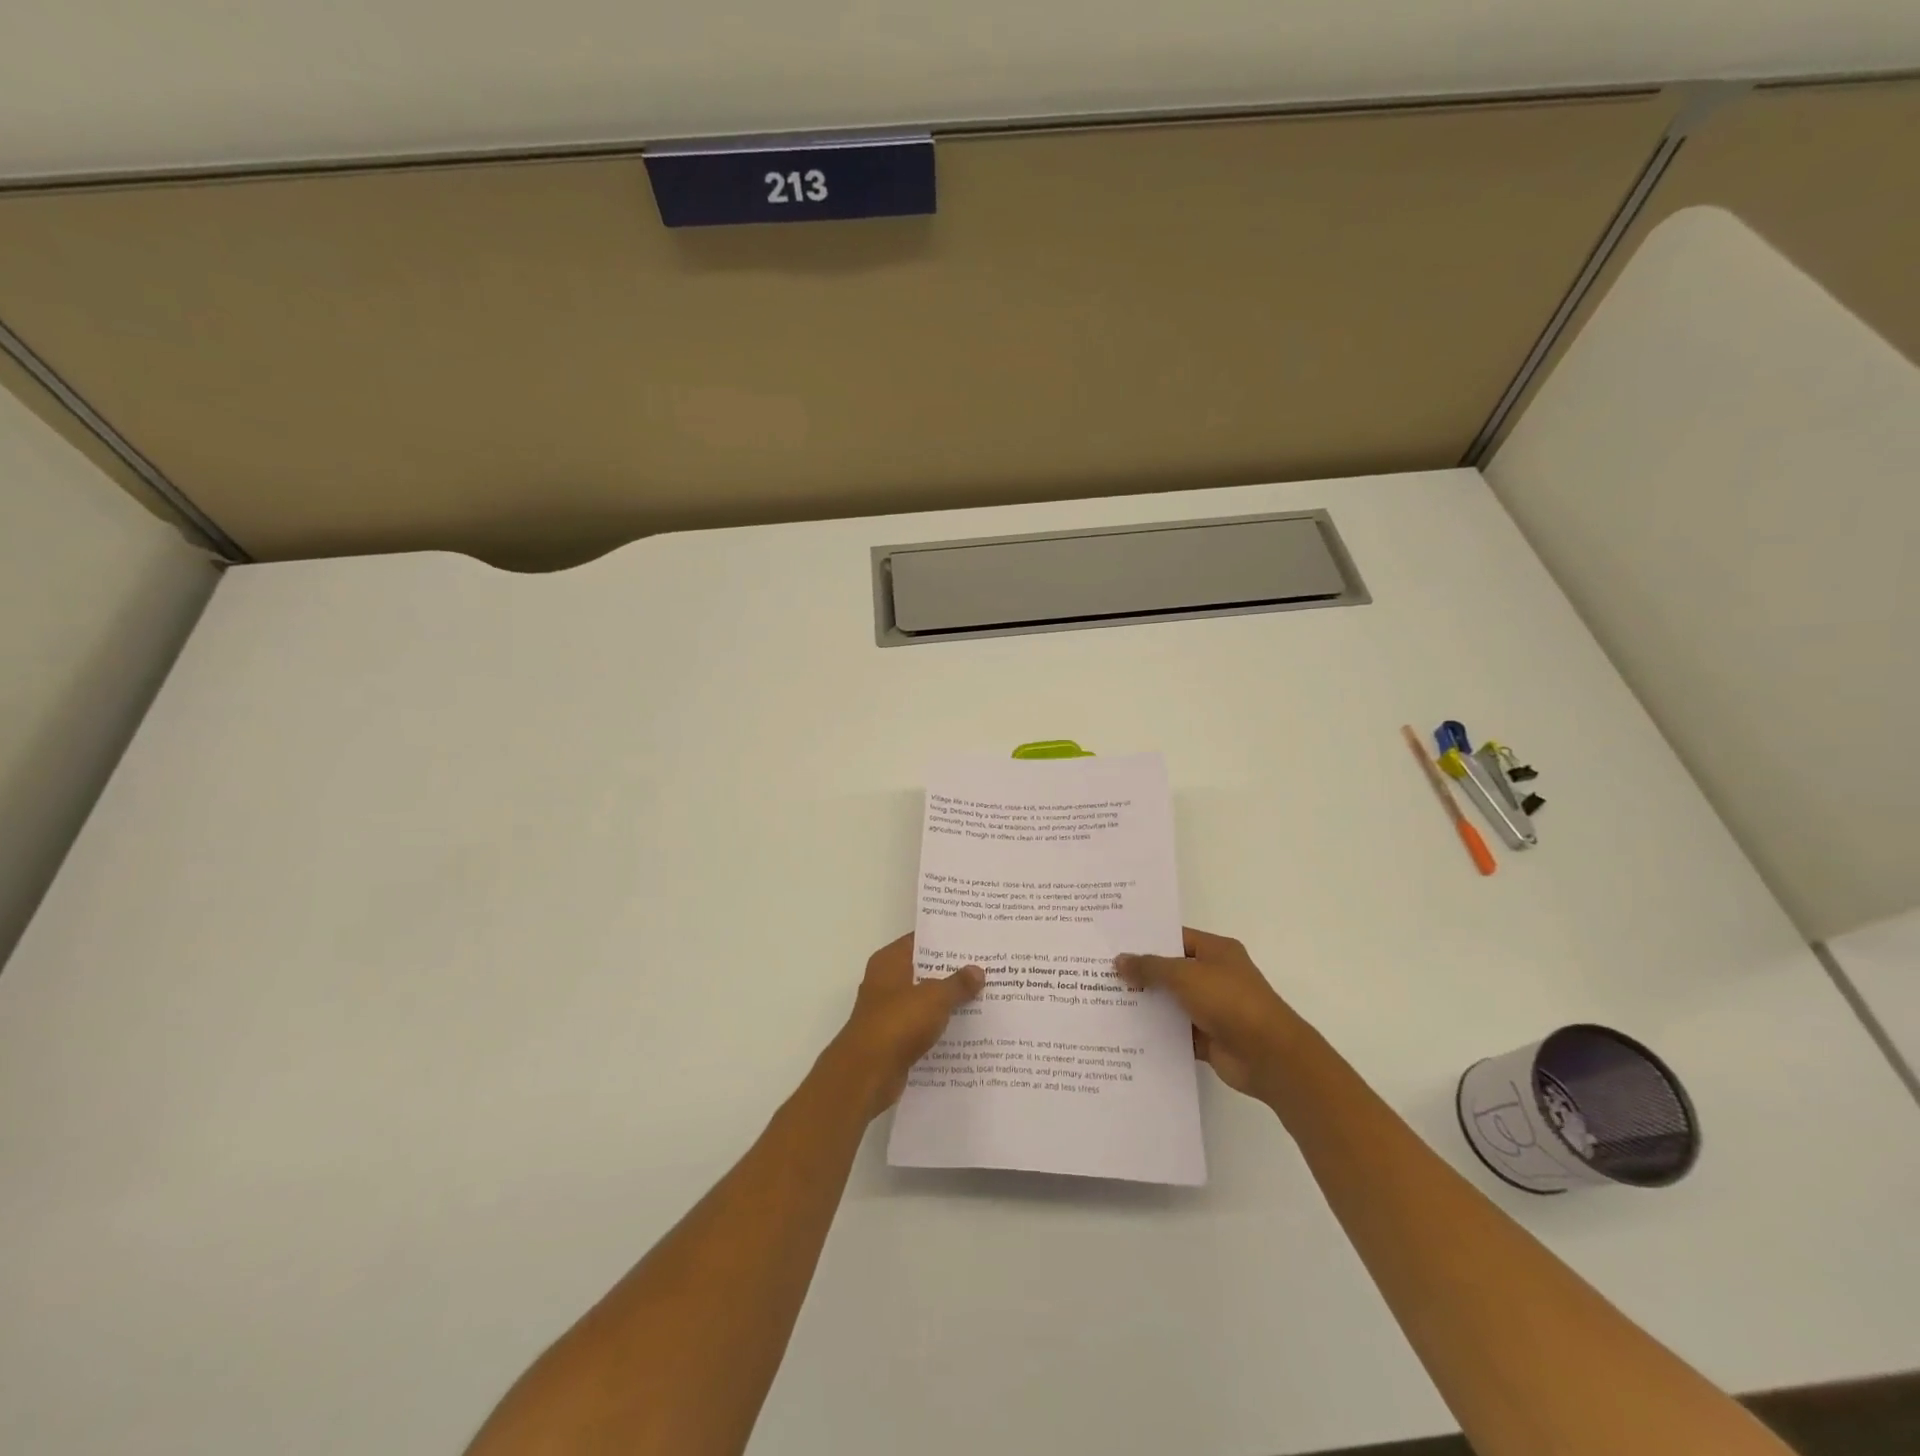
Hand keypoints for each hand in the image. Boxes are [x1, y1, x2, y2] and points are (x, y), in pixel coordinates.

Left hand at [826, 933, 983, 1117]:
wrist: (867, 1073)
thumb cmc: (898, 1022)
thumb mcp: (934, 997)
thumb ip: (957, 983)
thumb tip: (977, 970)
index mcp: (889, 961)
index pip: (919, 940)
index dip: (945, 939)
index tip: (973, 939)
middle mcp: (885, 982)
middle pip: (923, 970)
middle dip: (951, 971)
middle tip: (986, 967)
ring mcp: (888, 1011)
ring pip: (924, 1000)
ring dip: (947, 1001)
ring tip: (983, 996)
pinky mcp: (893, 1039)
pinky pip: (922, 1026)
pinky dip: (939, 1027)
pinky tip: (966, 1029)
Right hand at [1115, 928, 1303, 1101]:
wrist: (1269, 1056)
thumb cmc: (1230, 1001)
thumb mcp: (1185, 975)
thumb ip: (1150, 967)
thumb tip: (1119, 961)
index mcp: (1216, 951)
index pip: (1176, 937)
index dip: (1146, 939)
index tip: (1114, 942)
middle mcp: (1215, 976)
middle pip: (1171, 970)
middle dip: (1140, 973)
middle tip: (1100, 972)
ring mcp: (1212, 1008)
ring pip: (1171, 1002)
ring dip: (1146, 1004)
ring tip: (1105, 1001)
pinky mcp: (1208, 1038)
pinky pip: (1175, 1032)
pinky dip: (1156, 1033)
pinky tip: (1125, 1032)